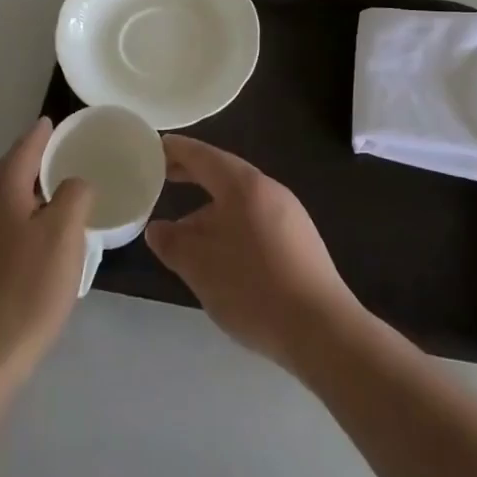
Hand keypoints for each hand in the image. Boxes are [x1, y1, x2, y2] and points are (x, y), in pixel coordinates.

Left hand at [0, 118, 93, 388]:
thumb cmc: (28, 289)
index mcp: (0, 193)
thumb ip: (74, 195)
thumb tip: (74, 184)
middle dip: (26, 160)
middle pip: (3, 173)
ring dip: (18, 191)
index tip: (51, 123)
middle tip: (53, 156)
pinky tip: (26, 238)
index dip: (39, 135)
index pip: (22, 150)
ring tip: (45, 196)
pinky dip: (10, 217)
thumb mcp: (65, 234)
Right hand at [144, 137, 362, 369]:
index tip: (155, 146)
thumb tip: (158, 228)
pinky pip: (256, 220)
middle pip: (224, 174)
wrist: (322, 329)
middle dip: (193, 176)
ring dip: (211, 209)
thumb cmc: (254, 288)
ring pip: (240, 201)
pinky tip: (223, 256)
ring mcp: (290, 214)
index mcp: (244, 185)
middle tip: (163, 178)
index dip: (177, 150)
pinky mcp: (300, 241)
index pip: (204, 156)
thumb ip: (173, 243)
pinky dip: (232, 226)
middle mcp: (269, 189)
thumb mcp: (200, 267)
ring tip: (187, 232)